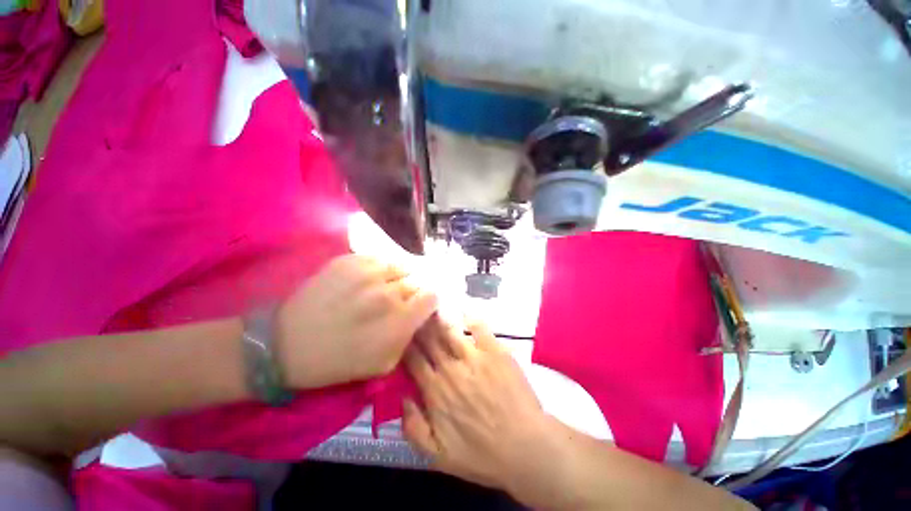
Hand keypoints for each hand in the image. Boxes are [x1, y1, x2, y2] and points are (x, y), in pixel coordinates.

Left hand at [276, 254, 437, 388]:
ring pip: (400, 266)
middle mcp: (389, 292)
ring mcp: (368, 272)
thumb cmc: (339, 361)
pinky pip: (378, 259)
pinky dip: (377, 268)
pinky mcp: (349, 260)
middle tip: (397, 300)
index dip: (428, 301)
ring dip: (396, 277)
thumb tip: (420, 315)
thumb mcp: (384, 363)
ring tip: (381, 287)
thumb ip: (409, 337)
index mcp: (400, 320)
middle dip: (411, 291)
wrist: (288, 344)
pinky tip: (365, 280)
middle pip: (416, 281)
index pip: (432, 296)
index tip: (420, 306)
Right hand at [403, 318, 562, 493]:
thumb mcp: (438, 456)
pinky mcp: (495, 351)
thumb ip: (413, 428)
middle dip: (418, 325)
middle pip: (428, 340)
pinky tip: (464, 311)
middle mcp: (450, 368)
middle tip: (414, 311)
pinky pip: (479, 327)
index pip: (413, 359)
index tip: (401, 332)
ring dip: (438, 318)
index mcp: (435, 390)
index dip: (405, 344)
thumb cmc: (482, 454)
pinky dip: (470, 317)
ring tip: (431, 306)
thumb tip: (402, 398)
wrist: (525, 447)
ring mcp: (474, 356)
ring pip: (449, 330)